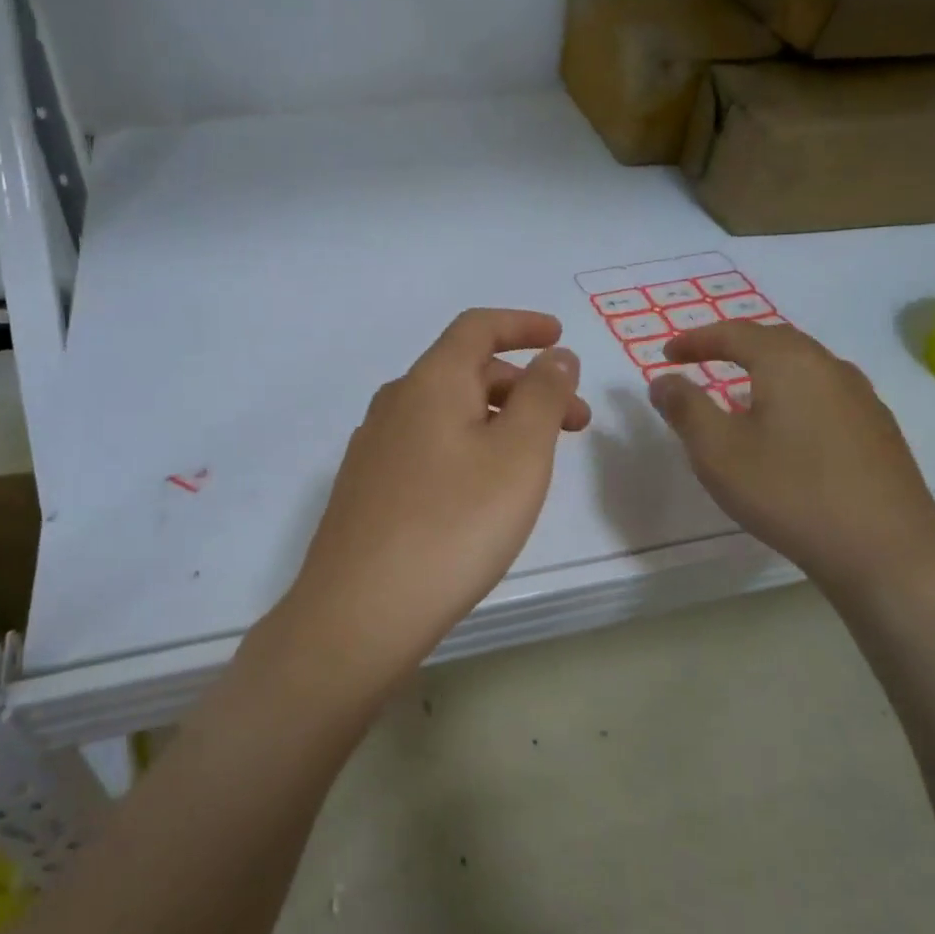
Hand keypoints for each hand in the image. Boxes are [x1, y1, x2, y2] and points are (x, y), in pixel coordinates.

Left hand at [282, 309, 589, 677]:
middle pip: (465, 372)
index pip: (477, 328)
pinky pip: (426, 446)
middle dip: (525, 386)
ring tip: (533, 462)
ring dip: (497, 420)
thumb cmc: (454, 524)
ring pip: (446, 413)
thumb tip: (555, 356)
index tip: (559, 337)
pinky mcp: (366, 487)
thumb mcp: (519, 455)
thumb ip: (543, 396)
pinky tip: (480, 491)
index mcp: (430, 382)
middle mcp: (394, 403)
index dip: (522, 324)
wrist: (361, 609)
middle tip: (573, 424)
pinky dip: (466, 447)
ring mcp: (373, 447)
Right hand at [648, 321, 934, 598]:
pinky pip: (824, 394)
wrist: (886, 549)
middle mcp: (830, 368)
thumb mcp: (718, 452)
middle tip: (701, 359)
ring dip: (766, 369)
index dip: (696, 340)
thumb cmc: (789, 492)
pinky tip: (785, 427)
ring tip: (739, 390)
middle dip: (733, 346)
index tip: (667, 354)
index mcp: (789, 363)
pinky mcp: (878, 430)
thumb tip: (664, 379)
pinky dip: (792, 394)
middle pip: (775, 341)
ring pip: (804, 367)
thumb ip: (686, 409)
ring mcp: (862, 398)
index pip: (735, 334)